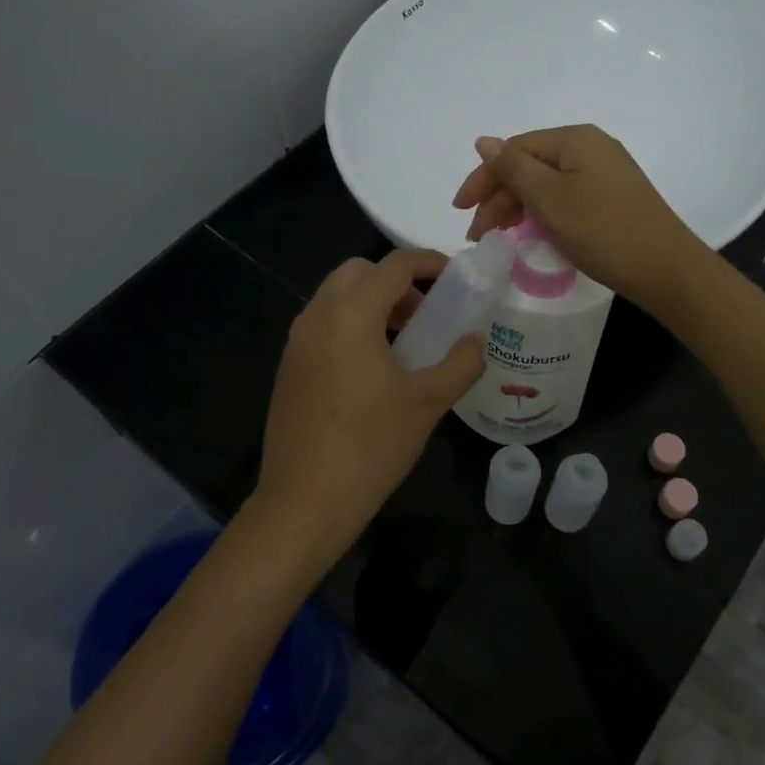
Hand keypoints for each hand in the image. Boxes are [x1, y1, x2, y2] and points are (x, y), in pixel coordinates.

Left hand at [254, 250, 483, 568]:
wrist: (304, 501)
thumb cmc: (371, 446)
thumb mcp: (428, 403)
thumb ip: (460, 363)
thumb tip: (475, 340)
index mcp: (351, 316)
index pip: (393, 265)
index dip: (428, 262)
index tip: (455, 277)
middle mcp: (317, 317)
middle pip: (358, 272)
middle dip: (396, 281)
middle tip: (426, 312)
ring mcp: (297, 342)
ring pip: (336, 298)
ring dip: (372, 303)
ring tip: (405, 341)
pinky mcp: (289, 367)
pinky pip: (323, 325)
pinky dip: (351, 325)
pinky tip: (373, 368)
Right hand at [451, 124, 710, 317]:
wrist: (664, 268)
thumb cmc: (601, 229)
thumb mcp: (549, 197)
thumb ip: (513, 167)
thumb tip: (484, 141)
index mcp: (575, 139)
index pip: (514, 150)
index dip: (483, 178)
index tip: (461, 212)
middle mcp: (591, 148)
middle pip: (529, 166)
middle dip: (498, 198)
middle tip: (479, 234)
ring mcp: (604, 174)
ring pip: (546, 185)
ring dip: (517, 208)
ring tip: (499, 238)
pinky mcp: (612, 200)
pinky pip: (565, 199)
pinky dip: (542, 215)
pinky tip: (532, 235)